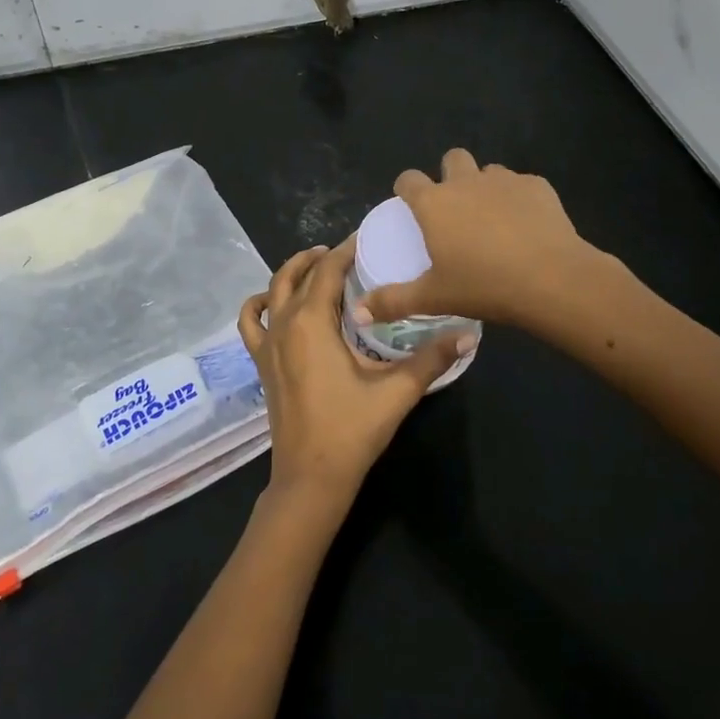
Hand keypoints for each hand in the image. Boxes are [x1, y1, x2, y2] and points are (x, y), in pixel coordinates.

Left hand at [238, 237, 468, 507]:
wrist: (311, 478)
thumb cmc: (351, 430)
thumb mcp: (396, 392)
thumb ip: (432, 359)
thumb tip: (469, 333)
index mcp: (312, 322)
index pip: (327, 270)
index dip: (345, 250)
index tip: (366, 240)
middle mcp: (285, 323)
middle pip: (298, 274)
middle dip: (322, 257)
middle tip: (350, 254)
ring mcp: (268, 343)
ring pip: (273, 290)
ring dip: (292, 272)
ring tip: (316, 266)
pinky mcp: (261, 362)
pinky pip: (251, 321)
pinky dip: (259, 304)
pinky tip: (274, 302)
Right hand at [353, 148, 598, 331]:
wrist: (551, 279)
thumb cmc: (483, 286)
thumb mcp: (433, 298)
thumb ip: (393, 301)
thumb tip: (358, 312)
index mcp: (434, 203)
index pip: (409, 179)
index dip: (406, 188)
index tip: (409, 203)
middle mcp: (465, 182)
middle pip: (452, 158)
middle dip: (450, 174)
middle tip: (455, 208)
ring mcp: (504, 180)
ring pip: (489, 171)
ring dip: (486, 187)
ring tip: (494, 219)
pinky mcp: (537, 186)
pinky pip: (522, 185)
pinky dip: (520, 199)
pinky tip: (528, 226)